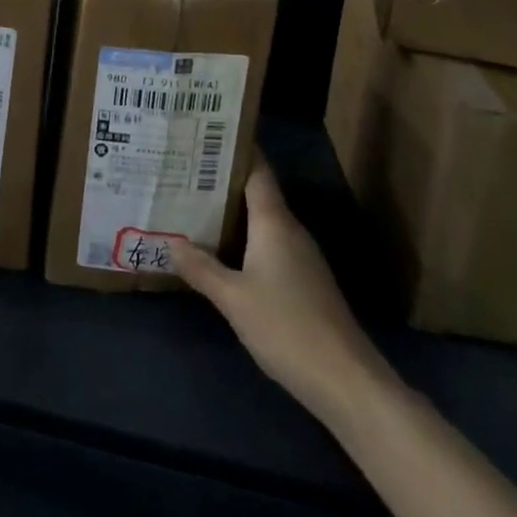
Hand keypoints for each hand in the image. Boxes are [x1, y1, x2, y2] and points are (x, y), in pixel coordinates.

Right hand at [171, 158, 390, 418]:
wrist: (346, 381)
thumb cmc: (286, 326)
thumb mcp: (233, 298)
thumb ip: (201, 268)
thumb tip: (170, 242)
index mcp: (274, 221)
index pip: (256, 169)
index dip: (234, 149)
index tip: (203, 135)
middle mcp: (290, 230)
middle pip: (255, 192)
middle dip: (222, 181)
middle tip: (183, 170)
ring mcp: (301, 257)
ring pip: (261, 220)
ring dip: (231, 212)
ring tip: (192, 204)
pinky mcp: (304, 281)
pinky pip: (267, 244)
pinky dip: (243, 239)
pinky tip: (220, 251)